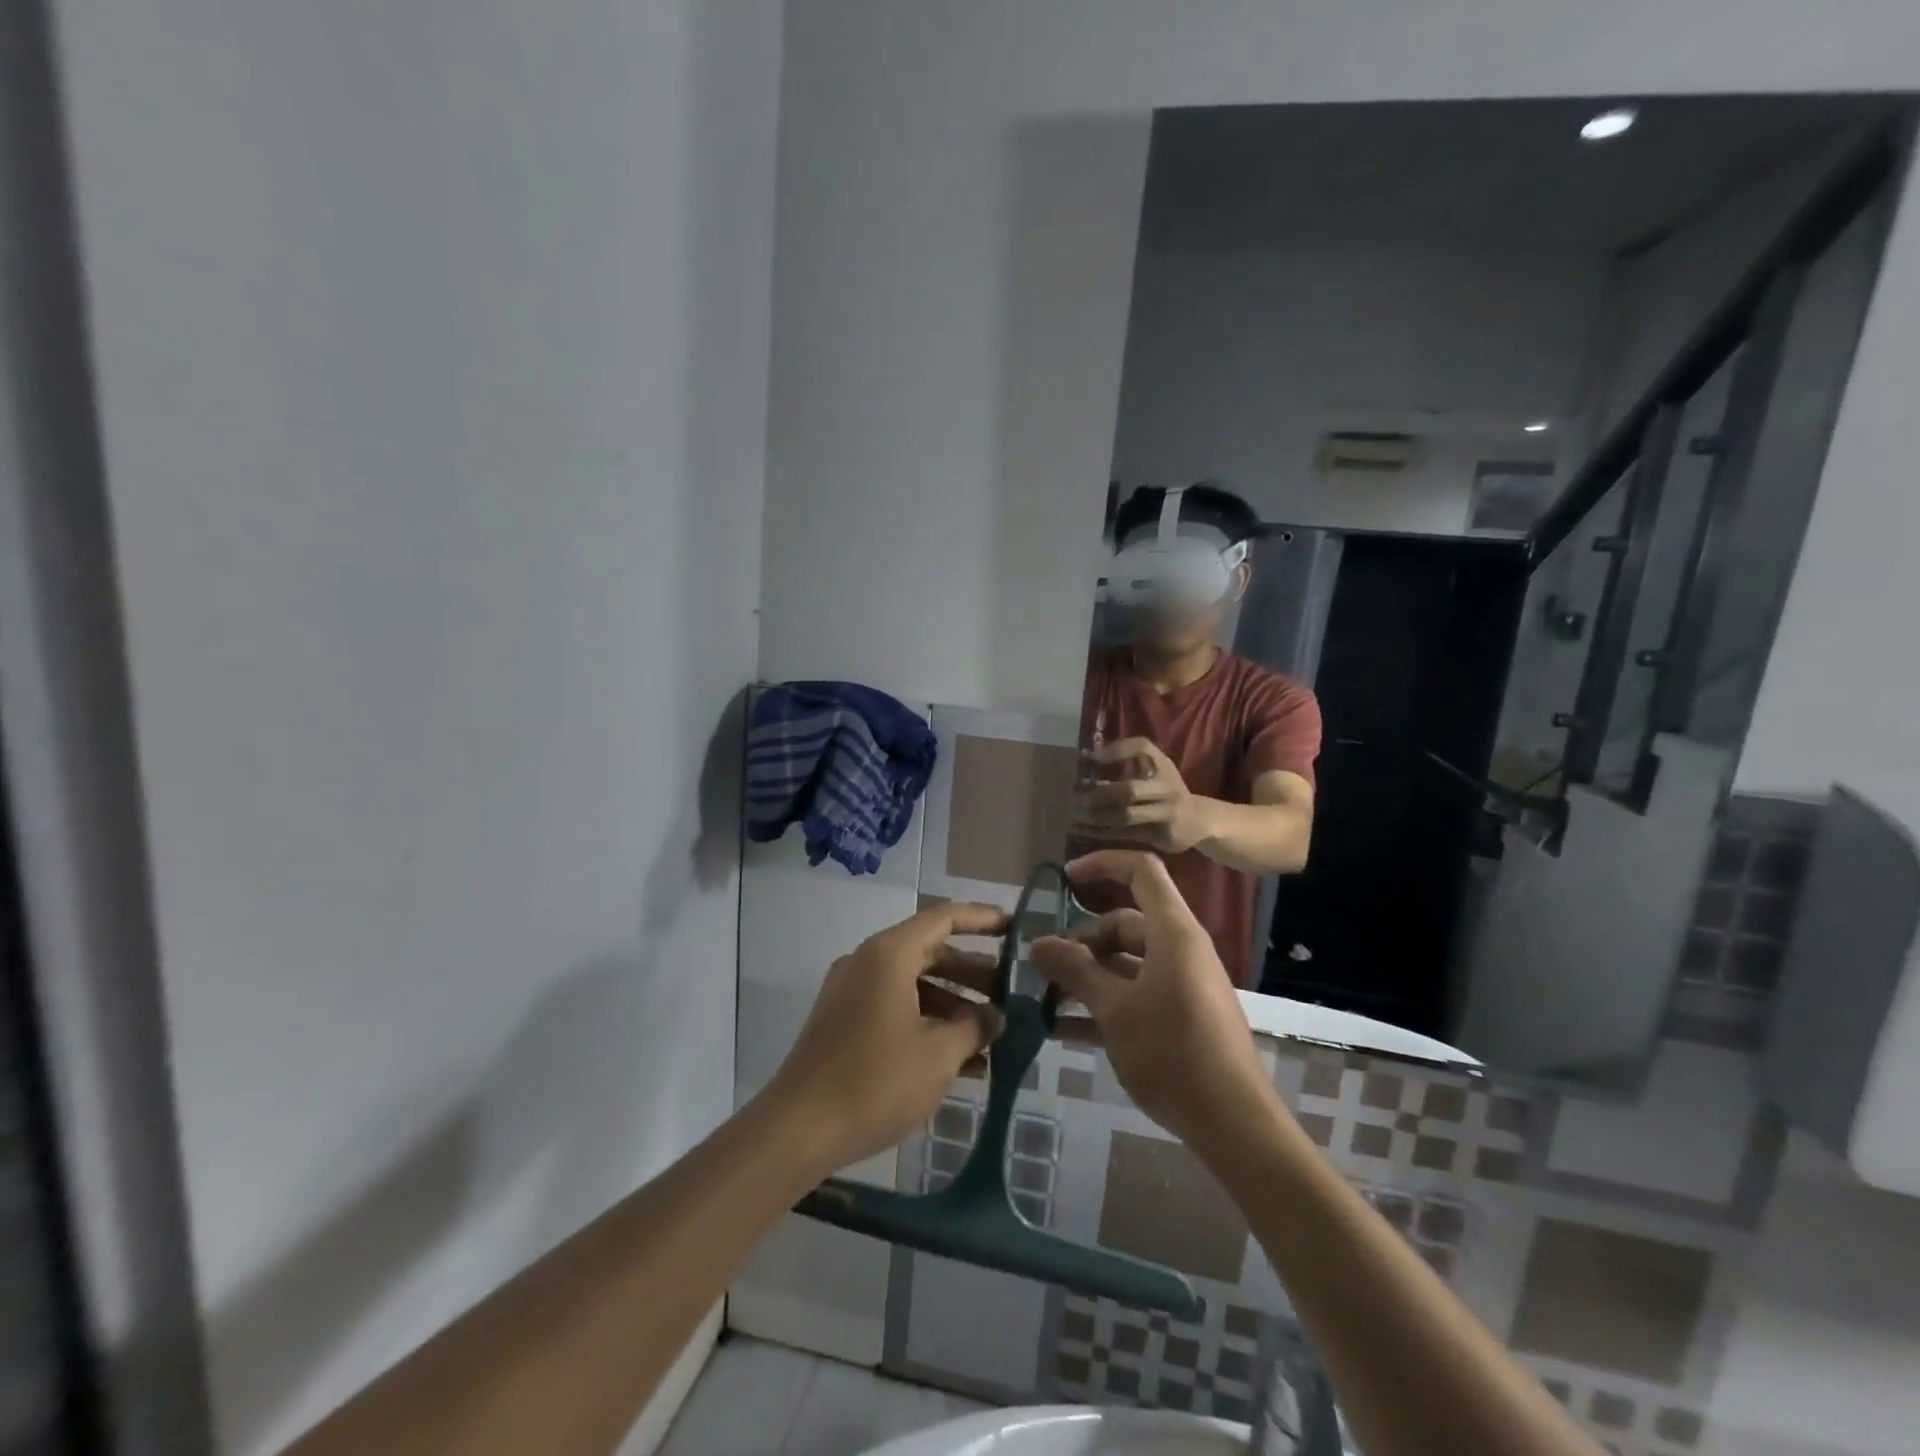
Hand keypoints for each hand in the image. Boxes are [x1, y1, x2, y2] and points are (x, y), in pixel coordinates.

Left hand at [767, 902, 1007, 1174]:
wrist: (798, 1130)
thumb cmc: (874, 1082)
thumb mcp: (938, 1055)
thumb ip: (974, 1027)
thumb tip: (996, 1016)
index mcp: (889, 954)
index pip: (944, 918)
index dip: (982, 919)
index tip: (1015, 928)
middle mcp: (867, 962)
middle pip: (930, 952)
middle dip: (972, 972)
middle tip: (1010, 993)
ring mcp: (852, 991)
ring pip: (914, 983)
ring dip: (952, 1003)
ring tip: (991, 1032)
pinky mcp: (844, 1021)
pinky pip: (895, 1007)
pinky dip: (927, 1021)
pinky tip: (959, 1058)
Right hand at [1032, 852, 1275, 1150]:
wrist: (1233, 1124)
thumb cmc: (1172, 1052)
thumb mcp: (1115, 1009)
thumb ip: (1075, 970)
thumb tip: (1039, 943)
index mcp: (1172, 932)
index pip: (1141, 871)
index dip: (1103, 864)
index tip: (1064, 880)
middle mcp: (1180, 949)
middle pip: (1125, 922)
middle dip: (1082, 940)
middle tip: (1045, 967)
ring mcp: (1182, 984)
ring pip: (1127, 961)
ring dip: (1088, 974)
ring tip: (1046, 997)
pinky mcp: (1181, 1015)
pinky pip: (1136, 993)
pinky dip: (1104, 1002)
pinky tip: (1064, 1028)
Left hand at [1074, 738, 1212, 853]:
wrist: (1200, 821)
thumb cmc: (1167, 792)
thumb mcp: (1154, 773)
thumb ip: (1125, 768)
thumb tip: (1084, 765)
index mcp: (1163, 766)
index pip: (1142, 747)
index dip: (1116, 750)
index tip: (1090, 757)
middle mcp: (1167, 788)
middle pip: (1129, 790)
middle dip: (1100, 793)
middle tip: (1077, 796)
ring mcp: (1167, 813)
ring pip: (1126, 816)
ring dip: (1097, 816)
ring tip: (1076, 814)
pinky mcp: (1161, 835)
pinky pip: (1126, 834)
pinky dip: (1101, 832)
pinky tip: (1081, 830)